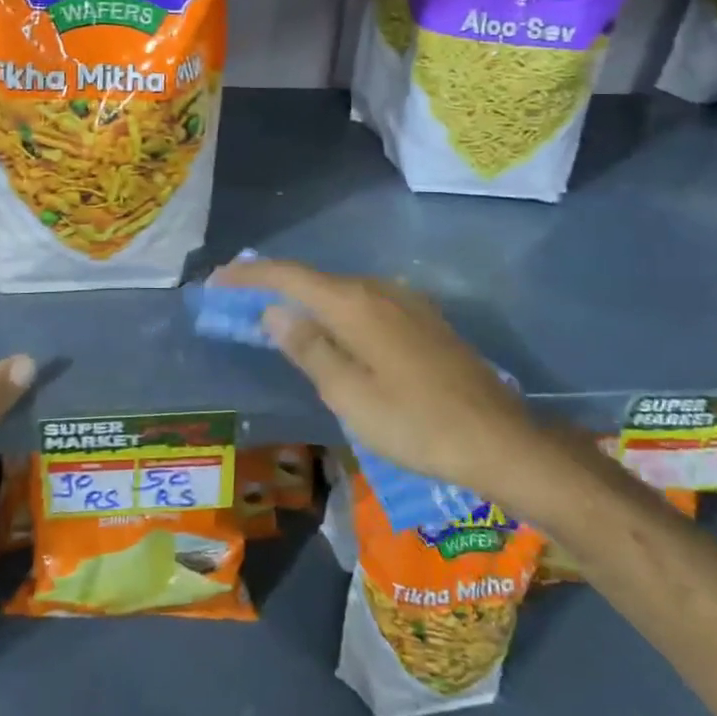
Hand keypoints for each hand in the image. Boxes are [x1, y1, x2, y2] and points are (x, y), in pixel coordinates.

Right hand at [213, 257, 542, 500]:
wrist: (500, 439)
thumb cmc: (417, 424)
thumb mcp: (350, 395)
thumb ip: (309, 349)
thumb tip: (274, 312)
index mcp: (356, 304)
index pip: (289, 276)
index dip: (249, 276)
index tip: (216, 282)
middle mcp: (380, 290)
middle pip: (315, 279)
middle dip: (274, 288)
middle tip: (239, 304)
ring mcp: (406, 302)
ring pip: (342, 292)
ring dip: (306, 301)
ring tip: (278, 320)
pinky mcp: (424, 320)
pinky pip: (365, 305)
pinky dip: (336, 312)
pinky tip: (333, 336)